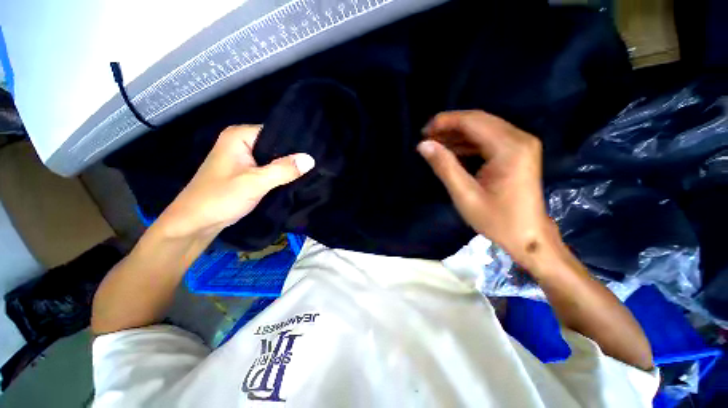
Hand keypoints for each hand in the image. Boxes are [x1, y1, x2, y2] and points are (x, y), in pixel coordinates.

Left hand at [157, 125, 314, 237]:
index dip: (295, 143)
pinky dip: (280, 174)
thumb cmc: (220, 198)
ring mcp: (243, 158)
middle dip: (293, 156)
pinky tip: (296, 178)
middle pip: (276, 145)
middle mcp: (241, 142)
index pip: (276, 132)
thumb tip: (311, 159)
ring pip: (273, 158)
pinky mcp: (246, 171)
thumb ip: (283, 170)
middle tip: (315, 164)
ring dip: (288, 166)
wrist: (196, 222)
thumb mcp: (255, 182)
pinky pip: (269, 168)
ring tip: (310, 170)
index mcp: (240, 136)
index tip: (315, 153)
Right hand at [418, 111, 553, 265]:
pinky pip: (489, 139)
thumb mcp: (465, 196)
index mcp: (510, 149)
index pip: (473, 122)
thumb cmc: (497, 220)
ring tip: (435, 143)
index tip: (424, 131)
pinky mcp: (518, 152)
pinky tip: (452, 150)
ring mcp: (521, 144)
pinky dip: (468, 142)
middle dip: (450, 126)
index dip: (446, 122)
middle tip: (427, 137)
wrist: (529, 236)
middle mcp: (519, 139)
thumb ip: (445, 167)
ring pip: (483, 128)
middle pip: (479, 121)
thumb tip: (424, 145)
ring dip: (457, 134)